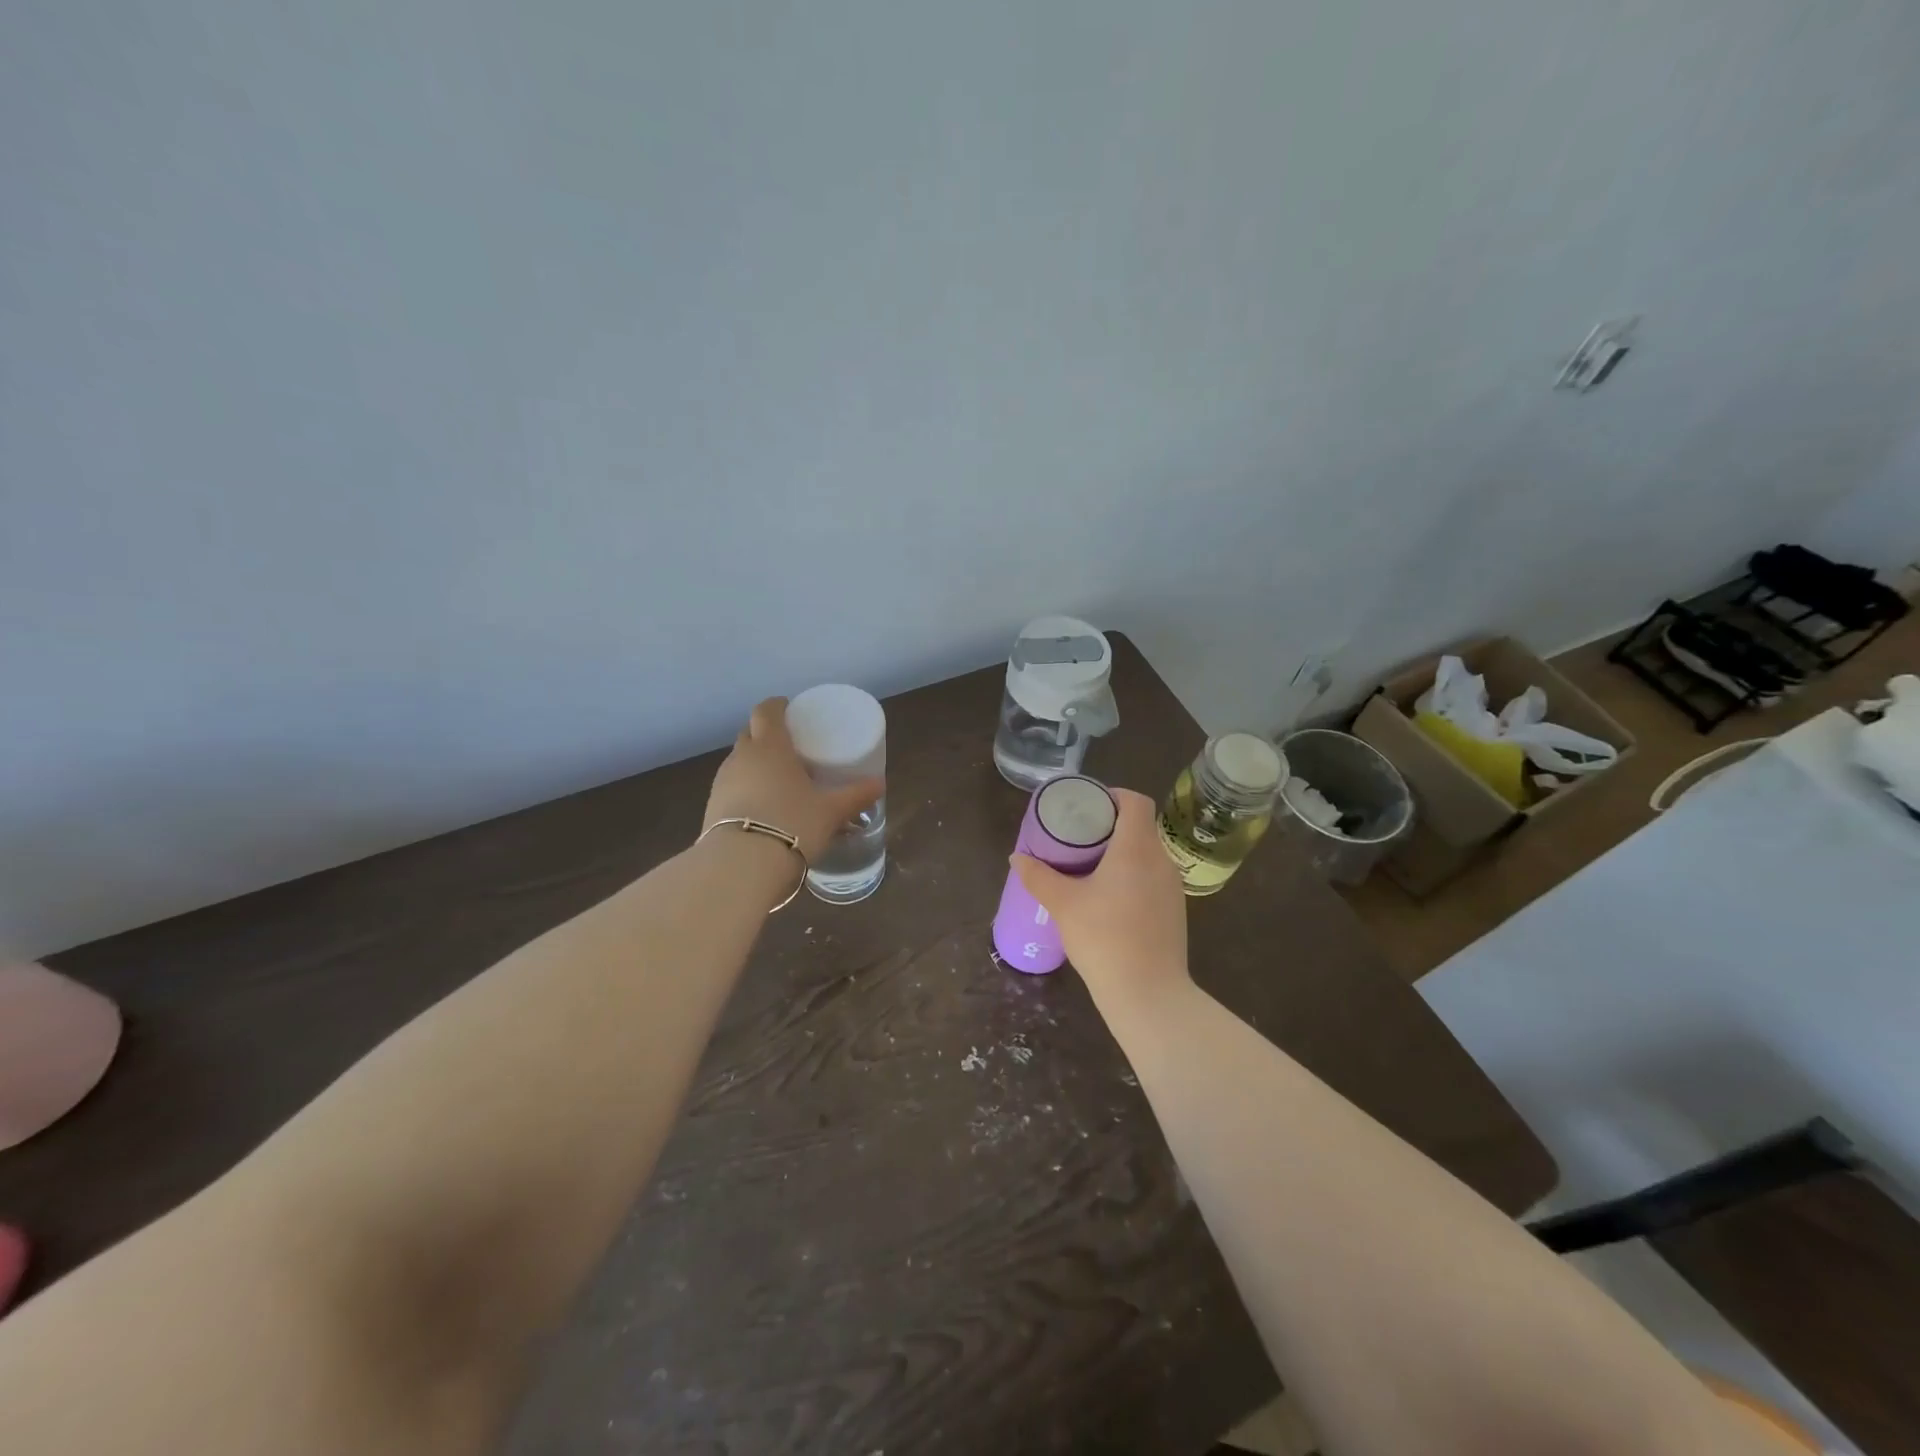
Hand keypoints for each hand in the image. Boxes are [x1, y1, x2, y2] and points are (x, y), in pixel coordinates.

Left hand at [704, 698, 883, 860]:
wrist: (741, 866)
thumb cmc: (792, 824)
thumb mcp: (831, 811)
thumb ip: (855, 795)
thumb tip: (879, 784)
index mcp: (770, 747)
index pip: (766, 711)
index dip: (777, 706)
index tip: (789, 708)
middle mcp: (741, 758)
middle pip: (750, 734)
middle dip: (766, 735)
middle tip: (790, 747)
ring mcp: (722, 783)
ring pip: (739, 762)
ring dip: (755, 764)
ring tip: (779, 781)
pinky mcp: (711, 808)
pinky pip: (732, 788)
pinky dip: (746, 789)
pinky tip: (763, 808)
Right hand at [1012, 788, 1190, 1015]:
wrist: (1148, 994)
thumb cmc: (1104, 938)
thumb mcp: (1063, 905)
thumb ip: (1038, 877)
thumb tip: (1017, 857)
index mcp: (1137, 848)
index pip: (1135, 801)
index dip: (1112, 796)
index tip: (1087, 807)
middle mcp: (1161, 860)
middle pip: (1140, 826)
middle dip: (1110, 826)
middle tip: (1078, 837)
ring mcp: (1172, 887)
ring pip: (1147, 853)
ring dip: (1121, 853)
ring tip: (1089, 867)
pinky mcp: (1174, 910)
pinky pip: (1152, 877)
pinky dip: (1132, 875)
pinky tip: (1109, 898)